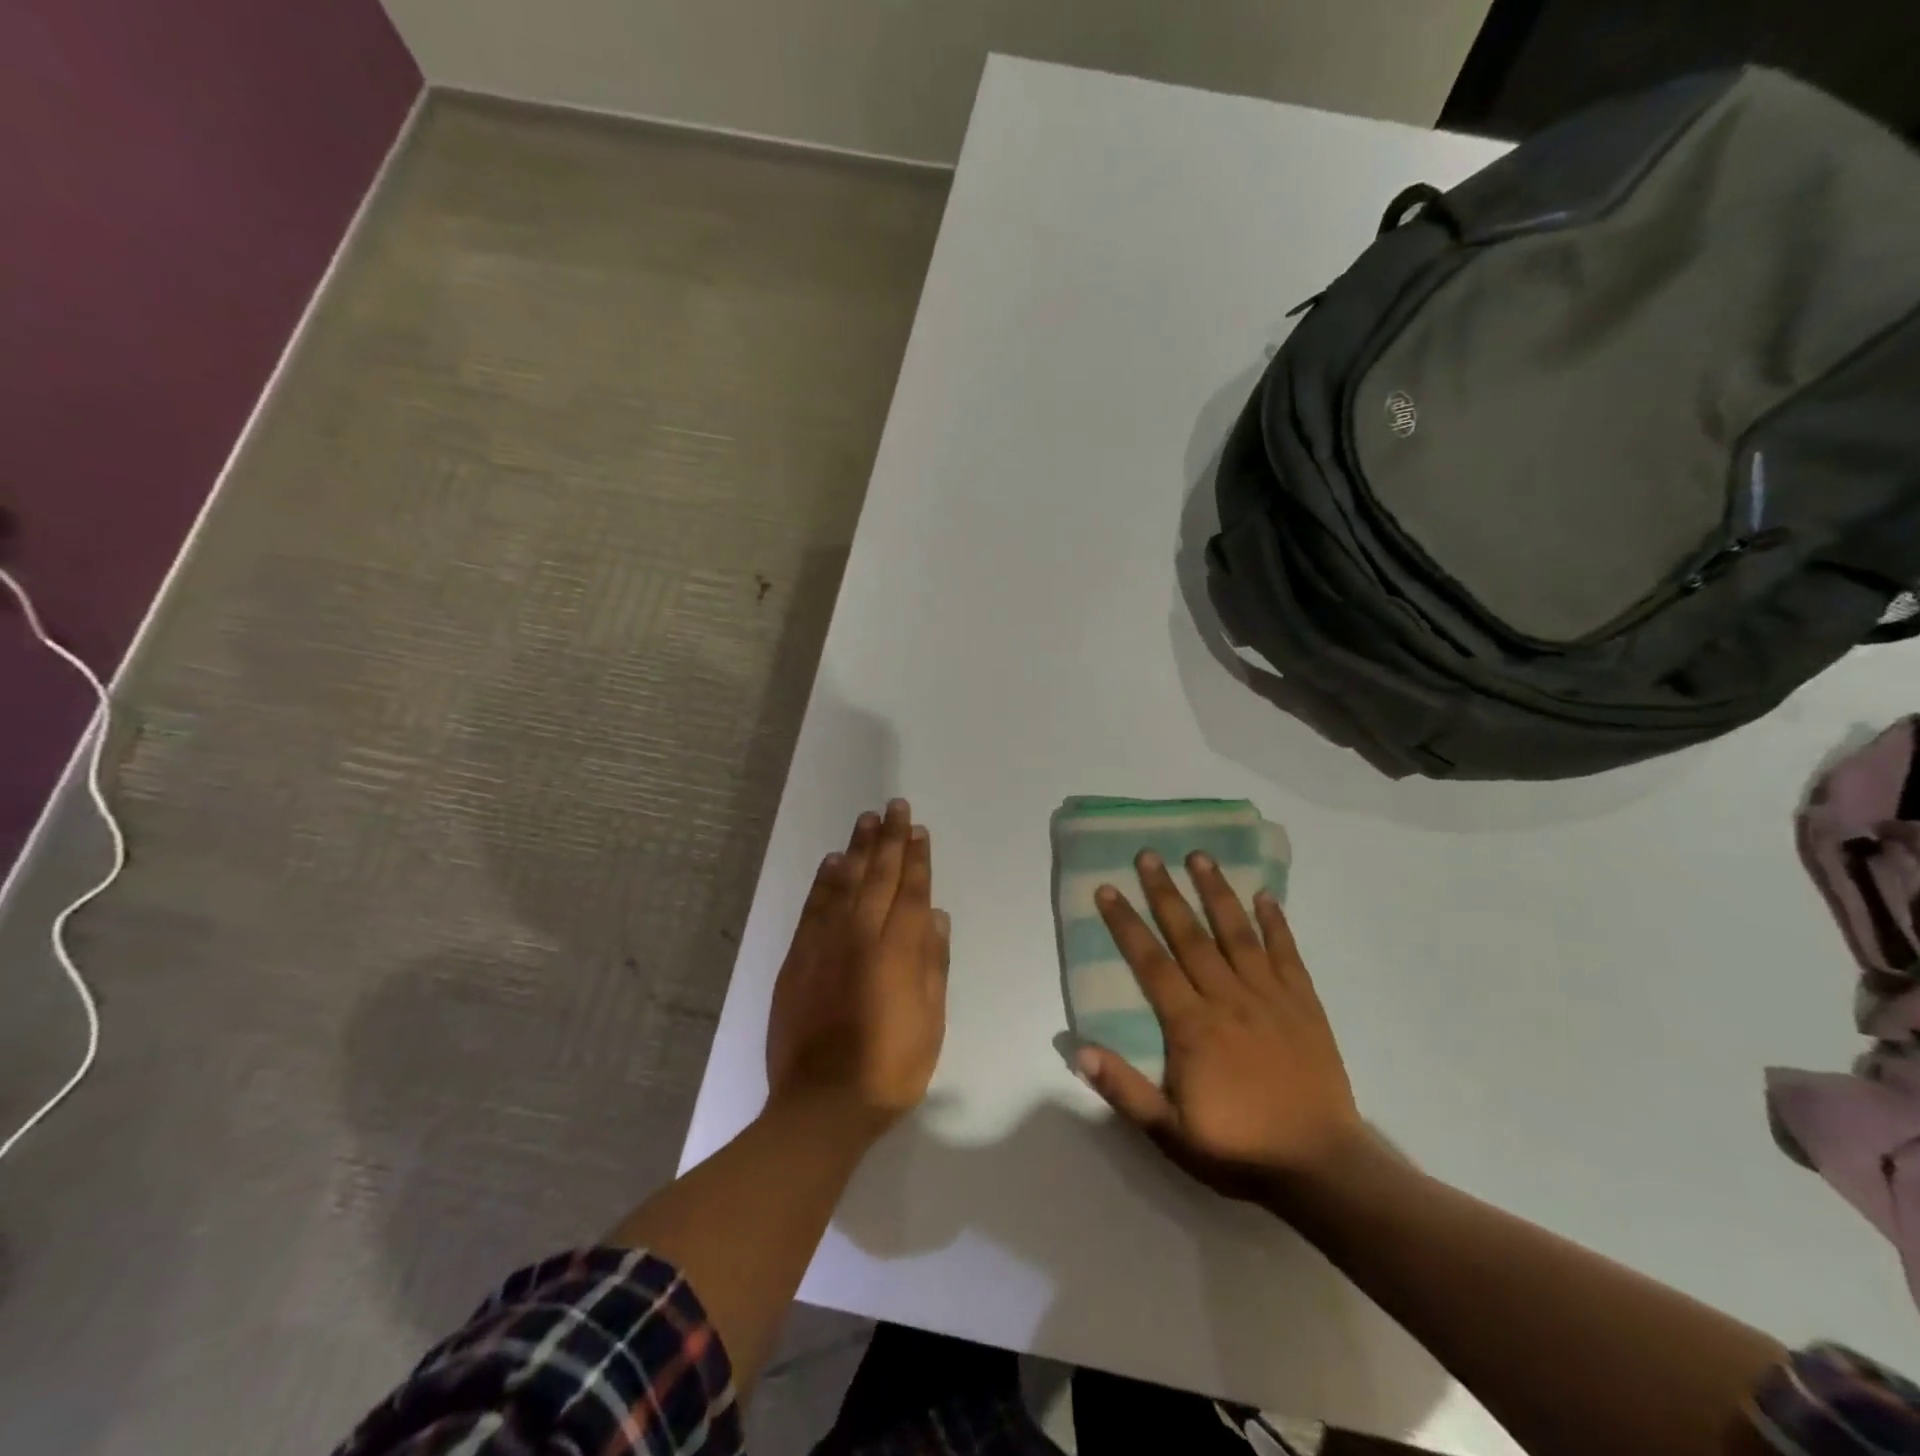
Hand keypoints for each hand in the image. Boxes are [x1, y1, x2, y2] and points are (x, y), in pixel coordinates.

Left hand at [765, 800, 949, 1133]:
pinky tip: (834, 862)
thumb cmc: (891, 1067)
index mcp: (897, 950)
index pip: (910, 891)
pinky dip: (825, 881)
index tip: (918, 830)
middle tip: (894, 808)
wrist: (822, 1103)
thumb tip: (934, 916)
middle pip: (878, 877)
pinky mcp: (797, 958)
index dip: (916, 859)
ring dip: (857, 849)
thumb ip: (933, 964)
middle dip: (889, 840)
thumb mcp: (931, 1021)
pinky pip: (814, 907)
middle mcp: (860, 936)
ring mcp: (824, 944)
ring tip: (866, 821)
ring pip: (845, 883)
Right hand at [1076, 850, 1367, 1200]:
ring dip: (1216, 892)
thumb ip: (1123, 1089)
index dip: (1126, 923)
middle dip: (1165, 892)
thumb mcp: (1169, 1133)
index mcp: (1191, 1025)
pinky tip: (1264, 894)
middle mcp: (1227, 998)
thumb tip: (1078, 1048)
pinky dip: (1275, 922)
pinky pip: (1287, 953)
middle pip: (1189, 935)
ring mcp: (1269, 997)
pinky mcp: (1304, 1004)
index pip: (1151, 962)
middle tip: (1148, 854)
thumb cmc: (1239, 1149)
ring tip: (1200, 856)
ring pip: (1237, 933)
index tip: (1108, 889)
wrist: (1321, 1168)